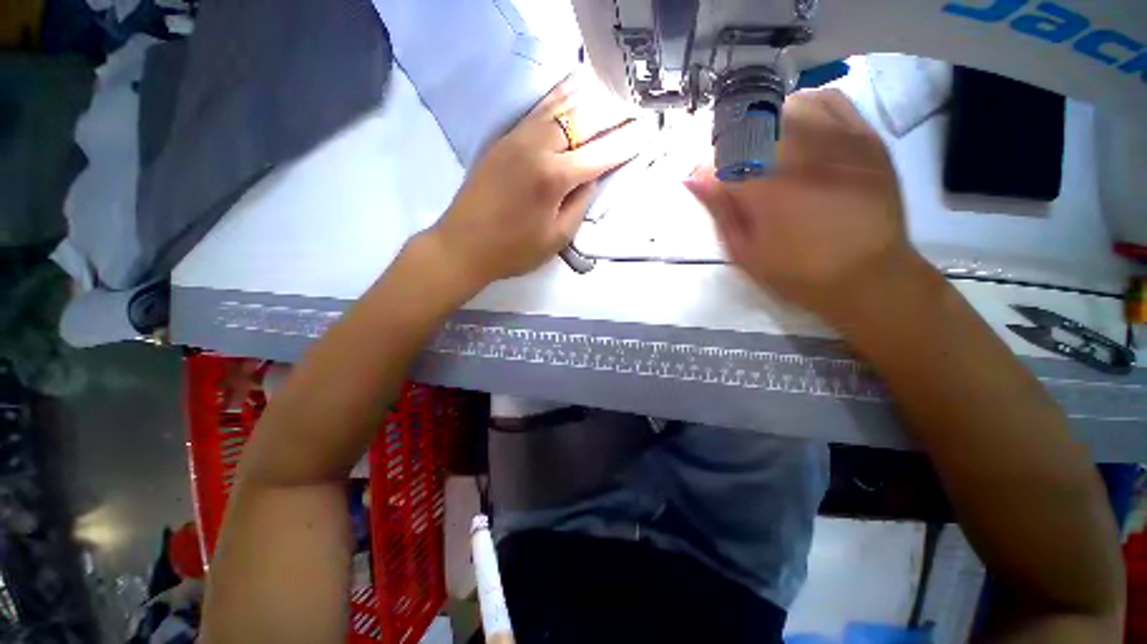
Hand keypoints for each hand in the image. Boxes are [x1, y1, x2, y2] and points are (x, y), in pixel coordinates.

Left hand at [429, 74, 651, 288]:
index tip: (648, 131)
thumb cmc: (514, 250)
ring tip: (608, 88)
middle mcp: (538, 149)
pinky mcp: (503, 139)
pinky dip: (558, 96)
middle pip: (582, 121)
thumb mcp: (556, 238)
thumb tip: (593, 176)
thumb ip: (580, 205)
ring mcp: (517, 139)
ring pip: (559, 106)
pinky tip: (570, 88)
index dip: (626, 143)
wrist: (463, 245)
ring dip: (587, 96)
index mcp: (554, 178)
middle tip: (634, 107)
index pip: (600, 154)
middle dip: (612, 113)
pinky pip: (537, 110)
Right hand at [686, 89, 930, 321]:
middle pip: (752, 124)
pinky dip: (805, 107)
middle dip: (735, 145)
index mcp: (768, 188)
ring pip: (788, 106)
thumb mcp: (745, 252)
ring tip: (766, 150)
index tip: (710, 183)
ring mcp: (838, 139)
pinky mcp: (865, 136)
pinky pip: (828, 100)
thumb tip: (694, 177)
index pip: (722, 157)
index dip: (709, 169)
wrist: (869, 275)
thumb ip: (720, 210)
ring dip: (766, 124)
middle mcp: (802, 153)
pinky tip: (799, 129)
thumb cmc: (798, 272)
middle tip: (737, 171)